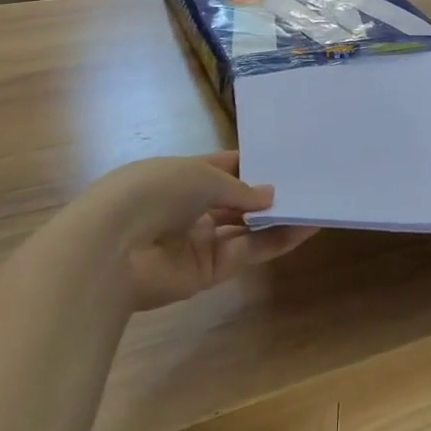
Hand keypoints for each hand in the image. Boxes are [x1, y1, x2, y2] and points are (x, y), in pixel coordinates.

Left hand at [70, 154, 315, 310]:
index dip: (253, 163)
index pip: (224, 166)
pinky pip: (249, 251)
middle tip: (309, 183)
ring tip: (317, 204)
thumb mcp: (202, 176)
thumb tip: (270, 195)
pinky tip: (305, 227)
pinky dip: (276, 240)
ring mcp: (201, 240)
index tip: (287, 159)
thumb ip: (240, 188)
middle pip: (237, 200)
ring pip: (247, 228)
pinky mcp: (209, 271)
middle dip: (268, 193)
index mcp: (182, 175)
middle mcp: (192, 207)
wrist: (114, 247)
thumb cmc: (155, 191)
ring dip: (278, 218)